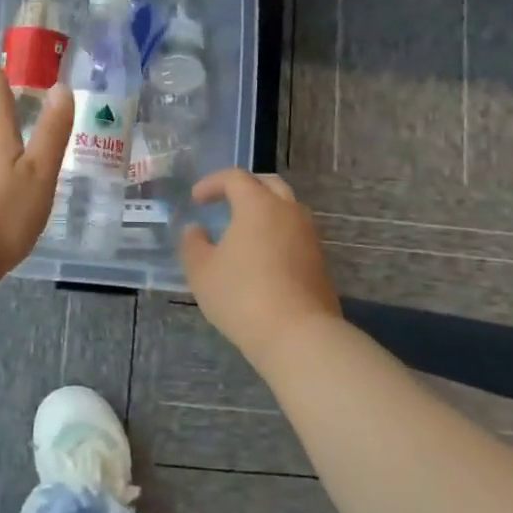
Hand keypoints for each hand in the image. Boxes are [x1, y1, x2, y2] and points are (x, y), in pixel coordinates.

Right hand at [180, 169, 340, 363]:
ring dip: (265, 211)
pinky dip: (277, 234)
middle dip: (245, 187)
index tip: (196, 199)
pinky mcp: (319, 262)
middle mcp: (288, 212)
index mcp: (258, 205)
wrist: (298, 335)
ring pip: (287, 209)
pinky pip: (295, 234)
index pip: (235, 178)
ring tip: (244, 230)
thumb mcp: (201, 271)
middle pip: (269, 185)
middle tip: (225, 201)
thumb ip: (193, 244)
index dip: (212, 183)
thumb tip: (196, 230)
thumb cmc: (242, 295)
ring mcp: (309, 237)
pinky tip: (261, 256)